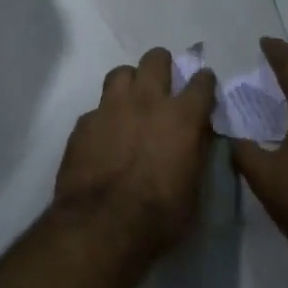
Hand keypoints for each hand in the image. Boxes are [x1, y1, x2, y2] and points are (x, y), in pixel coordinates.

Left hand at [54, 47, 218, 257]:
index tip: (203, 87)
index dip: (204, 82)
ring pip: (121, 73)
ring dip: (130, 83)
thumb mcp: (194, 189)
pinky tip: (104, 136)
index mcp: (183, 117)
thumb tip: (197, 137)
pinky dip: (104, 117)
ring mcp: (111, 109)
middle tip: (163, 85)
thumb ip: (196, 154)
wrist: (102, 227)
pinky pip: (97, 108)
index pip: (201, 82)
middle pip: (156, 59)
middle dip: (162, 66)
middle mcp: (148, 102)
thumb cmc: (160, 216)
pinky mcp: (83, 124)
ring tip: (131, 102)